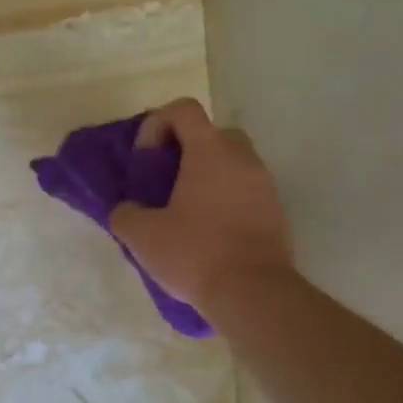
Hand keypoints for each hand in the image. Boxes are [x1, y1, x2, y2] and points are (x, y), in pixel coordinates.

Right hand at [110, 98, 293, 315]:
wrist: (253, 292)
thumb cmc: (195, 253)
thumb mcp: (142, 236)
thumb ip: (126, 214)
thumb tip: (126, 210)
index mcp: (210, 151)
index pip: (184, 109)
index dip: (157, 124)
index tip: (146, 160)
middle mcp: (243, 158)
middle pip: (212, 133)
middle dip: (186, 151)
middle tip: (166, 183)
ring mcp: (265, 184)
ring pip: (232, 164)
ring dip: (208, 177)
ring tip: (186, 212)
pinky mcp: (276, 212)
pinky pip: (246, 191)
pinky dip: (226, 200)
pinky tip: (209, 232)